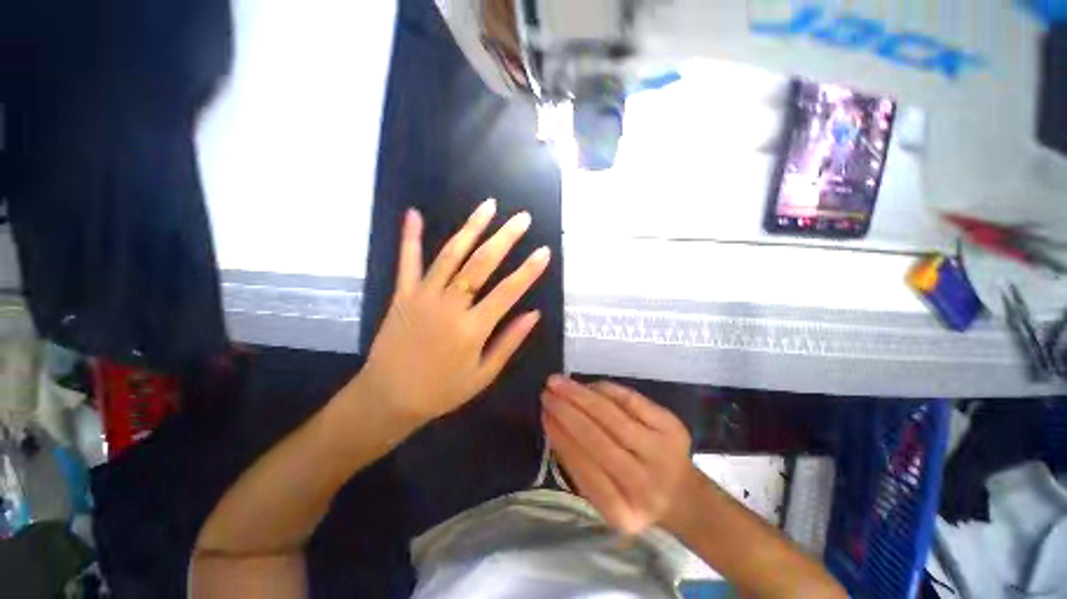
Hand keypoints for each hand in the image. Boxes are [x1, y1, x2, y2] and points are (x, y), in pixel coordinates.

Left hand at [360, 199, 549, 423]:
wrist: (388, 398)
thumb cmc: (442, 390)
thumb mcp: (483, 374)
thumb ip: (509, 341)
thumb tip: (534, 314)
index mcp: (472, 328)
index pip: (508, 291)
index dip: (529, 270)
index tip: (544, 251)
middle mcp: (449, 305)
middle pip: (481, 264)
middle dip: (505, 238)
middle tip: (522, 218)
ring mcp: (423, 296)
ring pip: (450, 255)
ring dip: (471, 228)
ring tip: (489, 206)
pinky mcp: (402, 294)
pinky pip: (407, 261)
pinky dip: (410, 237)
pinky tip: (414, 213)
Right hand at [542, 376, 692, 535]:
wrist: (682, 493)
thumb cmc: (632, 494)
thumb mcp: (604, 497)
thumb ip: (578, 466)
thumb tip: (554, 421)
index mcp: (623, 514)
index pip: (583, 469)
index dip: (561, 437)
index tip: (544, 415)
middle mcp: (645, 486)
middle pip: (597, 439)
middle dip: (567, 411)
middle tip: (547, 392)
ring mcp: (662, 453)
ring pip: (612, 416)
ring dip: (581, 395)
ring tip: (560, 383)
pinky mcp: (672, 427)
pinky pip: (631, 400)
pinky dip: (605, 390)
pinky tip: (589, 385)